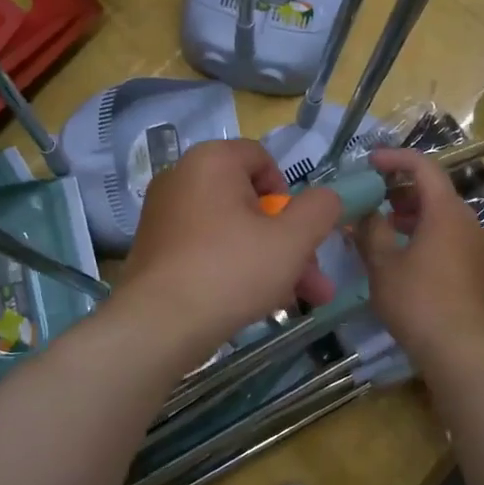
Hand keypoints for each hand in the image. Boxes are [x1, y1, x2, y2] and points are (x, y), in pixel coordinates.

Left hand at [118, 139, 342, 354]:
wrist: (158, 326)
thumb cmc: (231, 271)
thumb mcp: (292, 240)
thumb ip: (320, 209)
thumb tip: (326, 198)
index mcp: (211, 161)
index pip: (262, 159)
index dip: (289, 195)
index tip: (298, 232)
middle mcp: (181, 179)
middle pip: (251, 202)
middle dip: (289, 242)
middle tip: (314, 281)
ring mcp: (164, 216)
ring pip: (233, 231)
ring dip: (270, 261)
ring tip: (298, 301)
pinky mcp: (156, 250)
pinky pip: (207, 249)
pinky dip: (234, 269)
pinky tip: (258, 304)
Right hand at [354, 149, 483, 358]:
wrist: (462, 349)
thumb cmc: (418, 301)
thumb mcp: (383, 264)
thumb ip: (371, 230)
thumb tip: (365, 212)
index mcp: (446, 211)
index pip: (423, 167)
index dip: (395, 159)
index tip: (369, 163)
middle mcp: (467, 221)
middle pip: (435, 191)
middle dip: (401, 189)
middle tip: (372, 198)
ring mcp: (477, 245)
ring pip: (443, 216)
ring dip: (413, 214)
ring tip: (384, 228)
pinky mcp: (479, 268)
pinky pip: (450, 236)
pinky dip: (427, 233)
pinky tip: (405, 255)